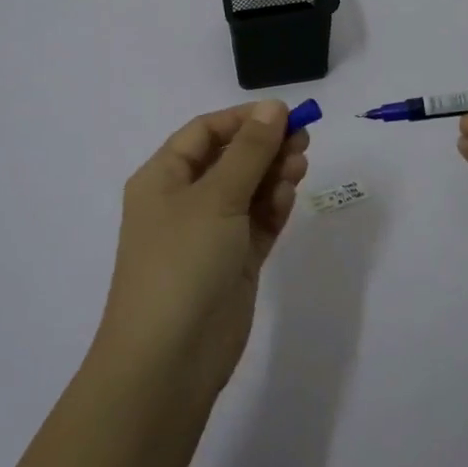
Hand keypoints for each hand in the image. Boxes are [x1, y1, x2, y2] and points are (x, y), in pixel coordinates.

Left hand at [96, 100, 310, 398]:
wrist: (169, 359)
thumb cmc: (182, 262)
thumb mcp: (216, 197)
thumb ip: (250, 151)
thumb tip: (273, 107)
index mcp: (163, 178)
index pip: (205, 132)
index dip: (243, 119)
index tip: (285, 114)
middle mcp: (183, 201)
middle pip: (230, 159)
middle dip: (265, 147)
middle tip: (303, 141)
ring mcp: (209, 234)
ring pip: (248, 191)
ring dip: (273, 175)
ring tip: (300, 167)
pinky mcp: (233, 262)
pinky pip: (257, 223)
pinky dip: (274, 207)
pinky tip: (289, 196)